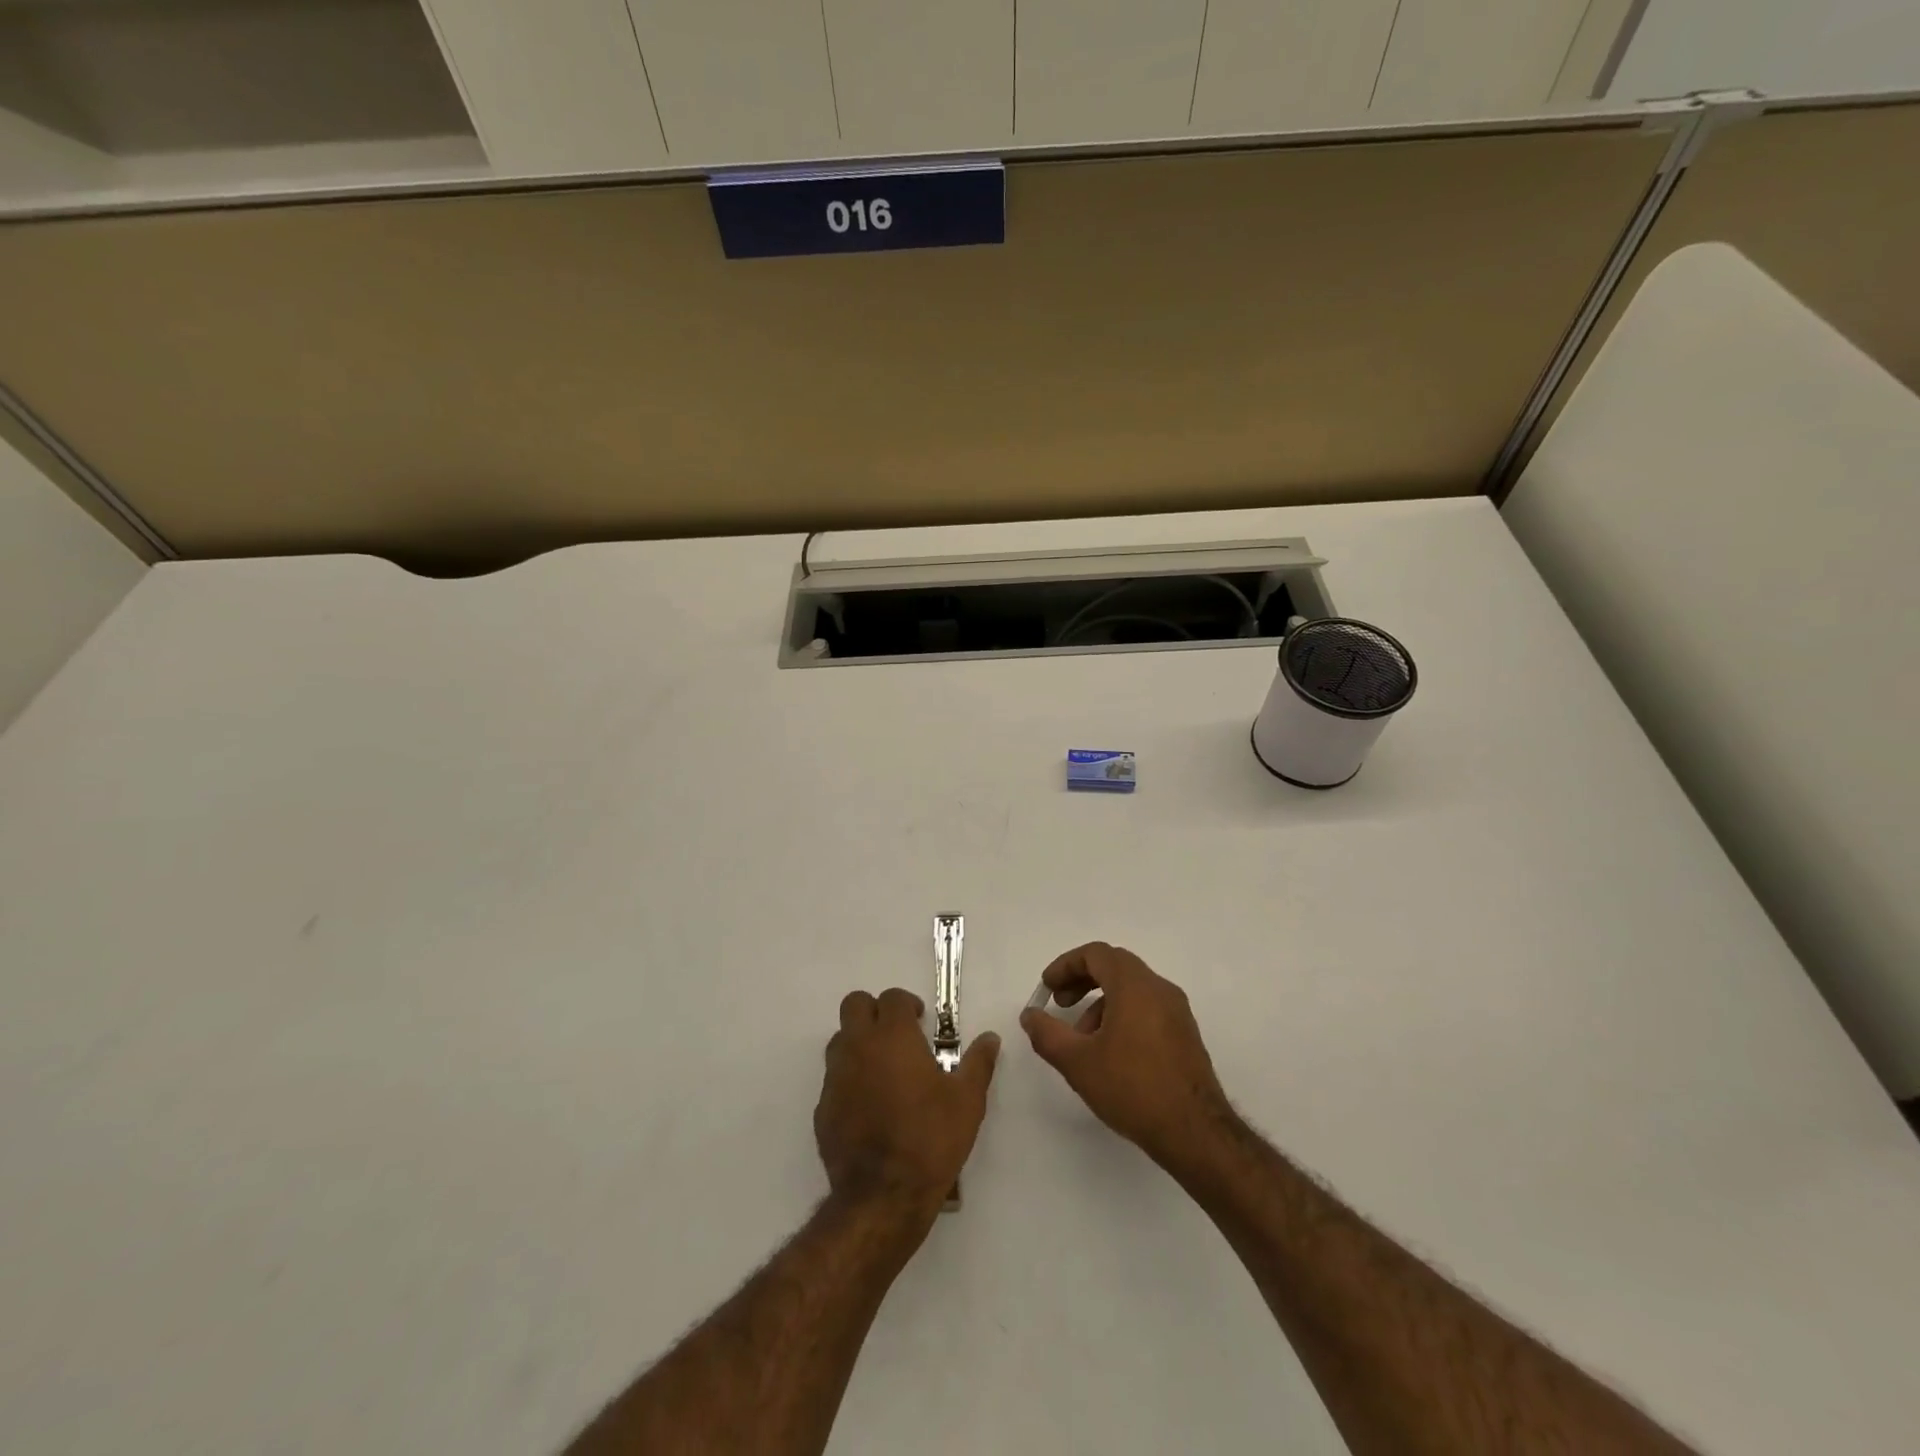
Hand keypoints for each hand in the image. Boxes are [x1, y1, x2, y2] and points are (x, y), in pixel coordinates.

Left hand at [815, 988, 999, 1221]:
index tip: (921, 1021)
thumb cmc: (930, 1139)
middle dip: (874, 1011)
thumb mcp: (967, 1101)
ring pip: (840, 1040)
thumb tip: (990, 1039)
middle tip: (897, 1034)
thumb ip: (978, 1063)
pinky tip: (869, 1106)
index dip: (906, 1004)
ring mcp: (836, 1077)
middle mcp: (858, 1047)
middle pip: (854, 1005)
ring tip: (884, 1069)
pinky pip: (834, 1079)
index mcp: (892, 1037)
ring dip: (859, 1043)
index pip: (891, 997)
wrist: (883, 1196)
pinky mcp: (823, 1108)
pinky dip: (850, 1080)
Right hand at [1020, 943, 1231, 1169]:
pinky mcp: (1185, 1035)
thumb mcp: (1078, 1062)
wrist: (1195, 1132)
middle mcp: (1159, 989)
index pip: (1096, 954)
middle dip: (1082, 981)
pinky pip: (1147, 1009)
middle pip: (1115, 967)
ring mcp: (1177, 1012)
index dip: (1066, 965)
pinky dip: (1122, 1016)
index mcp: (1135, 985)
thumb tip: (1030, 1015)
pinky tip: (1111, 1054)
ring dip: (1101, 1004)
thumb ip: (1047, 1034)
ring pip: (1131, 990)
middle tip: (1060, 1005)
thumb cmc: (1132, 1088)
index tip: (1048, 988)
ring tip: (1083, 1041)